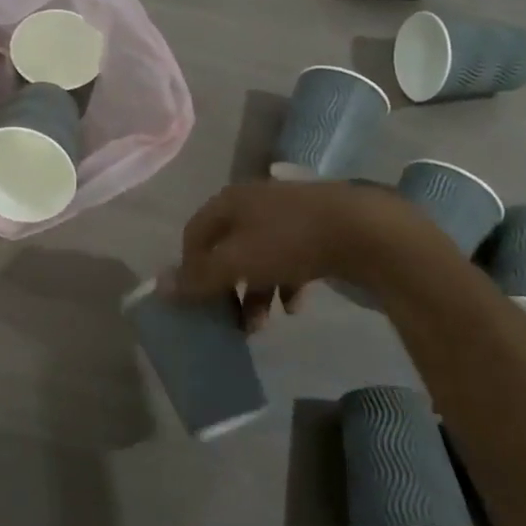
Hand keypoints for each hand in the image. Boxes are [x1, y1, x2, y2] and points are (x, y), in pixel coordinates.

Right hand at [166, 180, 460, 329]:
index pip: (194, 234)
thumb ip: (199, 276)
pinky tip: (297, 306)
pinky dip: (287, 283)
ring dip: (256, 292)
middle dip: (227, 287)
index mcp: (230, 201)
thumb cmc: (290, 241)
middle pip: (228, 248)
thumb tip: (159, 286)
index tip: (194, 300)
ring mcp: (289, 213)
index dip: (189, 267)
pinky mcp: (319, 228)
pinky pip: (292, 258)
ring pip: (260, 257)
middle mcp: (255, 202)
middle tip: (229, 319)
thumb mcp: (237, 262)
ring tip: (263, 324)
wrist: (366, 230)